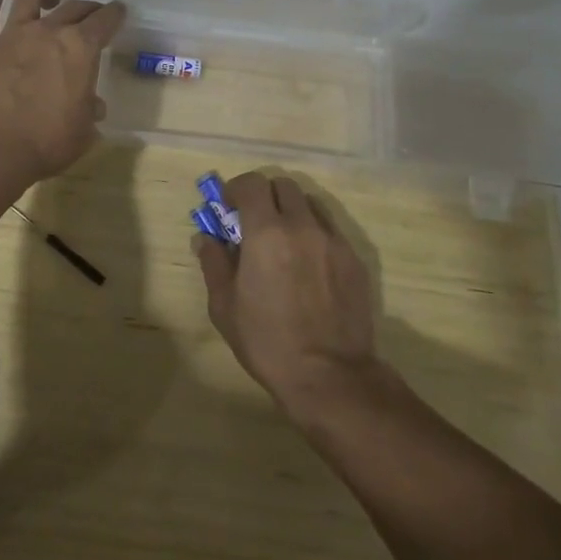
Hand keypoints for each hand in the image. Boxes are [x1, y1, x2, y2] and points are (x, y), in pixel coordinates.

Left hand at [0, 0, 125, 182]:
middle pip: (72, 7)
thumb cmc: (47, 142)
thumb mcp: (84, 131)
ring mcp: (12, 35)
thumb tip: (93, 105)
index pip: (104, 21)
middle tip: (91, 14)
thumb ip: (90, 111)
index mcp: (80, 48)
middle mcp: (48, 32)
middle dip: (86, 8)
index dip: (114, 14)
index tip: (118, 12)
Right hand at [194, 172, 381, 417]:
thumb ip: (213, 263)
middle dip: (265, 196)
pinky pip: (330, 230)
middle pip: (283, 186)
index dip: (237, 188)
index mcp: (266, 232)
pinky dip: (314, 234)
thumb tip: (205, 238)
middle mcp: (302, 226)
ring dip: (292, 211)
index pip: (253, 183)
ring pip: (310, 204)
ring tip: (284, 240)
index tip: (229, 206)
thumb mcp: (224, 306)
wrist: (330, 376)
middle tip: (255, 221)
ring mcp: (333, 241)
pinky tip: (308, 265)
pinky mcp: (354, 259)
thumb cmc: (267, 341)